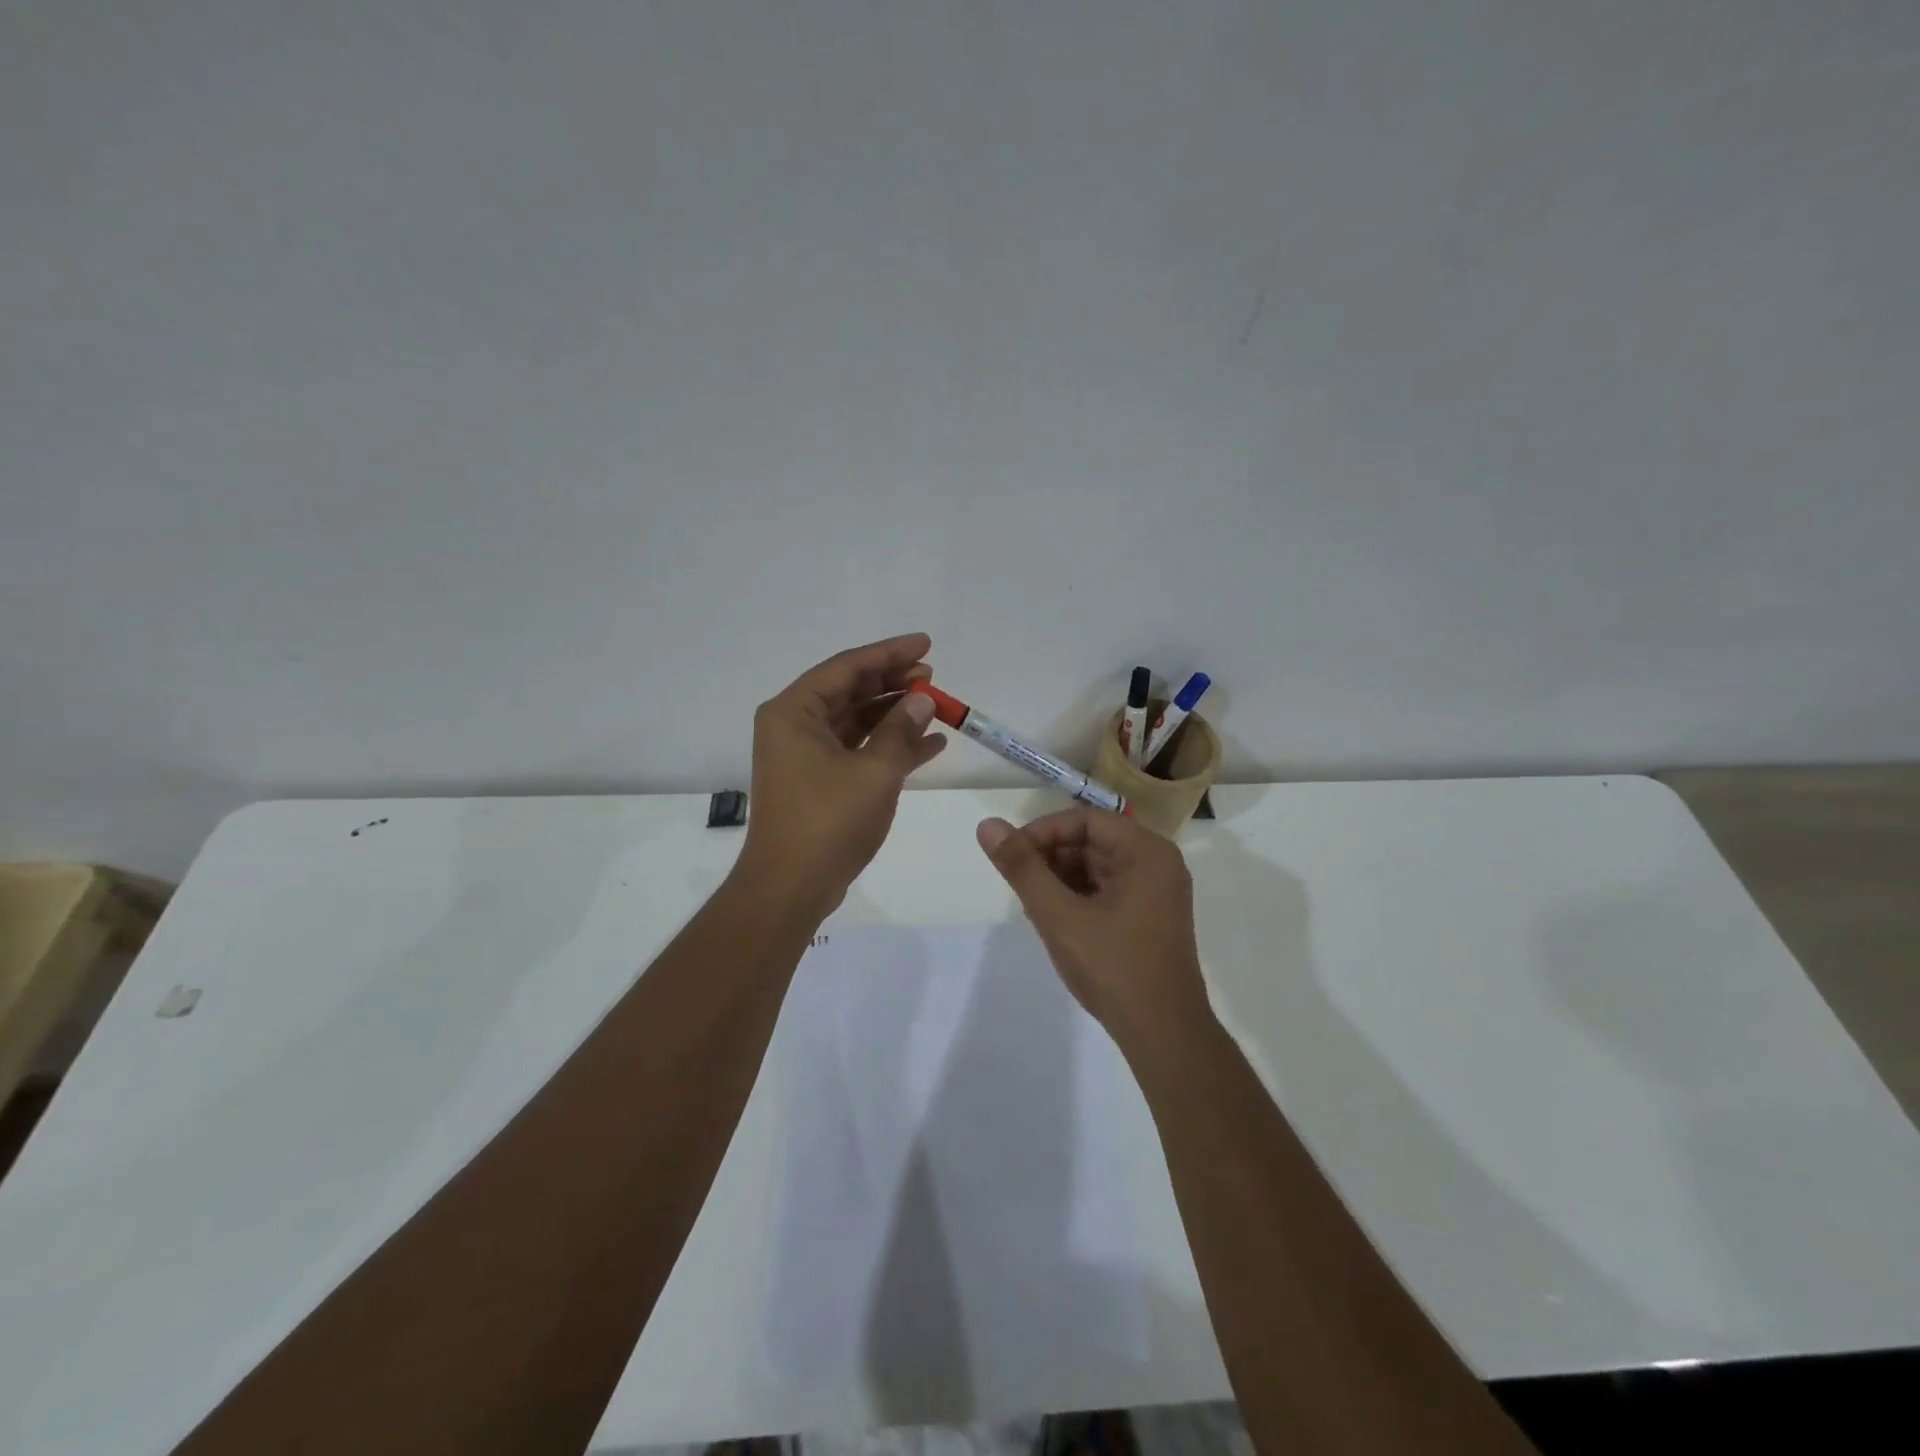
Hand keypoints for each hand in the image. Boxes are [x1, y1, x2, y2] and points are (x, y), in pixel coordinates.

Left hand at [738, 634, 946, 914]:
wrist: (791, 887)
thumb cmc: (828, 821)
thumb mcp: (874, 772)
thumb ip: (901, 729)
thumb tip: (923, 699)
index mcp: (794, 712)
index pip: (846, 667)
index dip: (889, 653)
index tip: (925, 644)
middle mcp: (794, 726)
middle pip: (850, 690)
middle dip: (893, 682)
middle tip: (932, 676)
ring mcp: (805, 755)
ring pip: (856, 721)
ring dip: (895, 714)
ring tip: (936, 706)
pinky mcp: (819, 781)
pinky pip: (857, 750)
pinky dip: (889, 745)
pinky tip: (929, 744)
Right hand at [976, 808, 1211, 1046]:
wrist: (1164, 1035)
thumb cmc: (1113, 967)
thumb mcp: (1059, 915)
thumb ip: (1022, 868)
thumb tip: (988, 825)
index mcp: (1146, 852)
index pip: (1086, 820)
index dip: (1044, 832)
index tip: (1013, 856)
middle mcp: (1157, 864)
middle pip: (1093, 841)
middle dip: (1052, 858)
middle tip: (1020, 885)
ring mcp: (1157, 893)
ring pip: (1097, 867)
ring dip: (1061, 879)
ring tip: (1034, 906)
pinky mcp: (1150, 917)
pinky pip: (1108, 890)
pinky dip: (1078, 897)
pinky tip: (1056, 921)